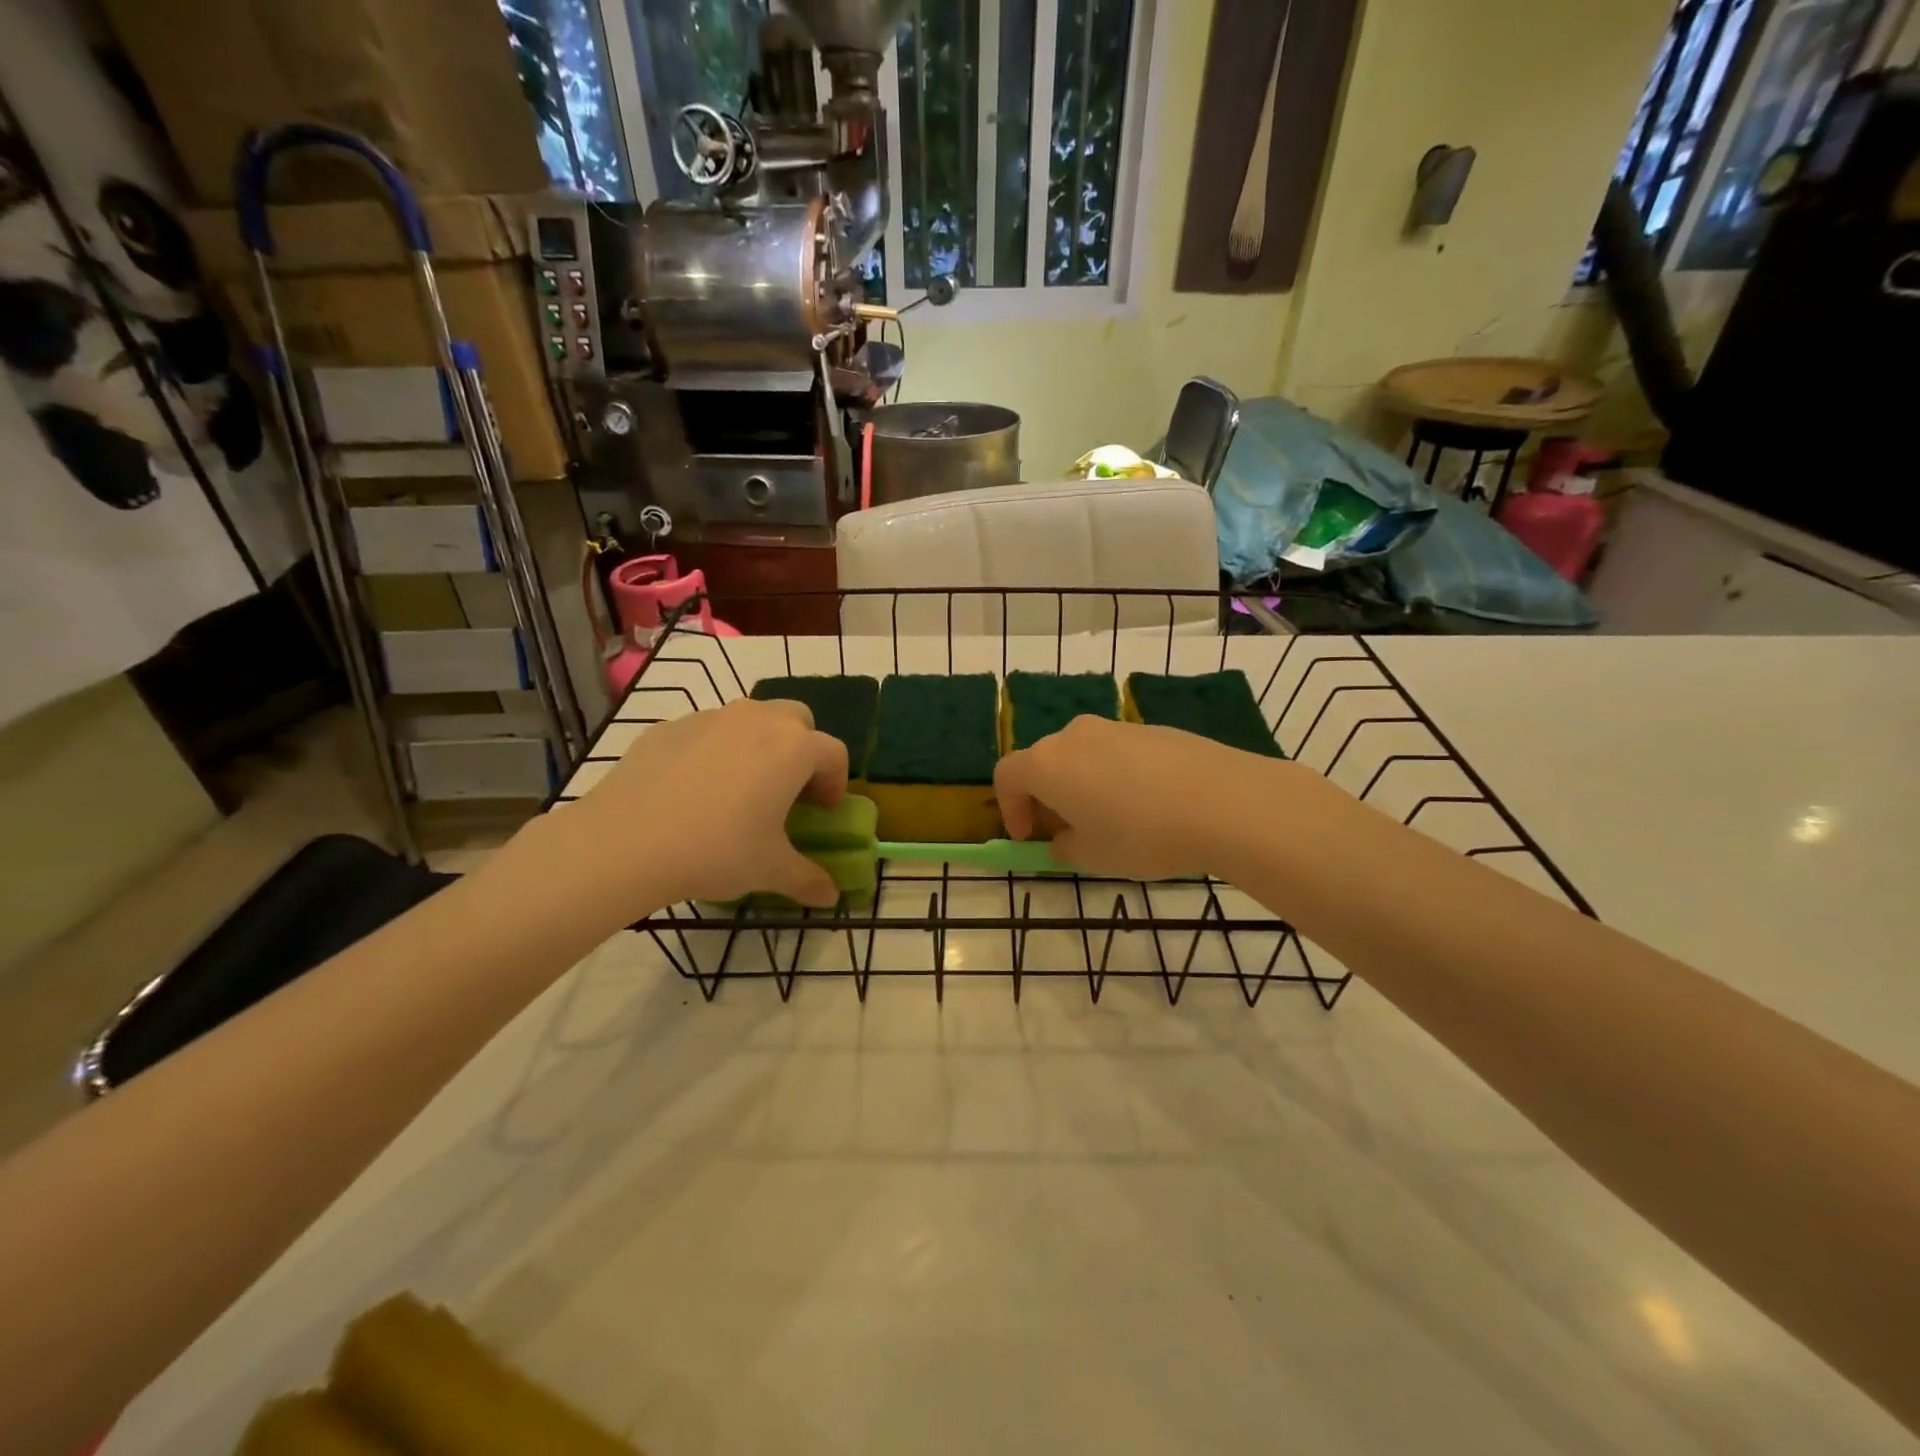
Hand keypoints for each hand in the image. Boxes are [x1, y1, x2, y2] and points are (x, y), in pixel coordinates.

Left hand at [564, 697, 848, 914]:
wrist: (626, 841)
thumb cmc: (716, 850)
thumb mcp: (770, 870)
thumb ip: (808, 879)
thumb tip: (830, 896)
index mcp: (794, 748)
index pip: (834, 753)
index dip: (836, 782)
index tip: (823, 810)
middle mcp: (758, 720)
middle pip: (797, 720)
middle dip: (801, 749)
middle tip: (787, 790)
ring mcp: (711, 718)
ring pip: (751, 719)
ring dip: (758, 745)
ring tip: (739, 789)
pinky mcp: (669, 727)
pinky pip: (707, 732)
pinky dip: (713, 751)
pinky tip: (693, 791)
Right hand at [995, 715, 1287, 880]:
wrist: (1223, 801)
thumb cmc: (1141, 834)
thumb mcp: (1092, 857)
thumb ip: (1064, 847)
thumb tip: (1063, 839)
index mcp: (1047, 763)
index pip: (1007, 776)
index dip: (1010, 808)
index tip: (1029, 838)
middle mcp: (1074, 735)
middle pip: (1044, 762)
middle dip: (1046, 797)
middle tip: (1066, 832)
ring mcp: (1115, 727)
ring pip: (1082, 756)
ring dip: (1081, 786)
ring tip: (1110, 821)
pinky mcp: (1152, 729)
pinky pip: (1117, 753)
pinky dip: (1115, 776)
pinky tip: (1146, 806)